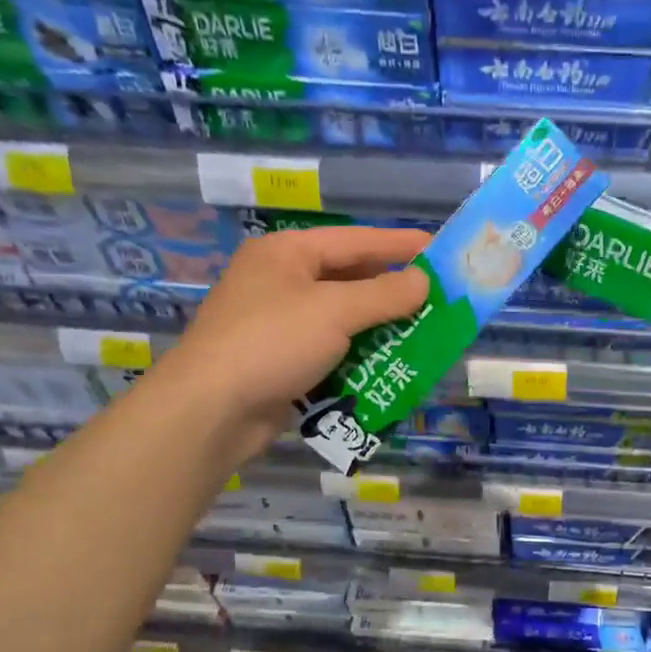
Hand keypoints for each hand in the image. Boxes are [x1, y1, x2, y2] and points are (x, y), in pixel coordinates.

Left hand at [164, 226, 429, 447]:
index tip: (439, 249)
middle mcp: (280, 282)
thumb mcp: (334, 311)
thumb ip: (383, 294)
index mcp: (286, 254)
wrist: (211, 410)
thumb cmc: (272, 343)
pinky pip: (330, 351)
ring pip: (341, 318)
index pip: (354, 240)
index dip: (399, 244)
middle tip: (436, 297)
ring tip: (422, 332)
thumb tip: (422, 281)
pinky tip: (388, 364)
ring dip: (379, 327)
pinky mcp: (280, 362)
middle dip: (392, 291)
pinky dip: (358, 355)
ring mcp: (278, 324)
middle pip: (348, 279)